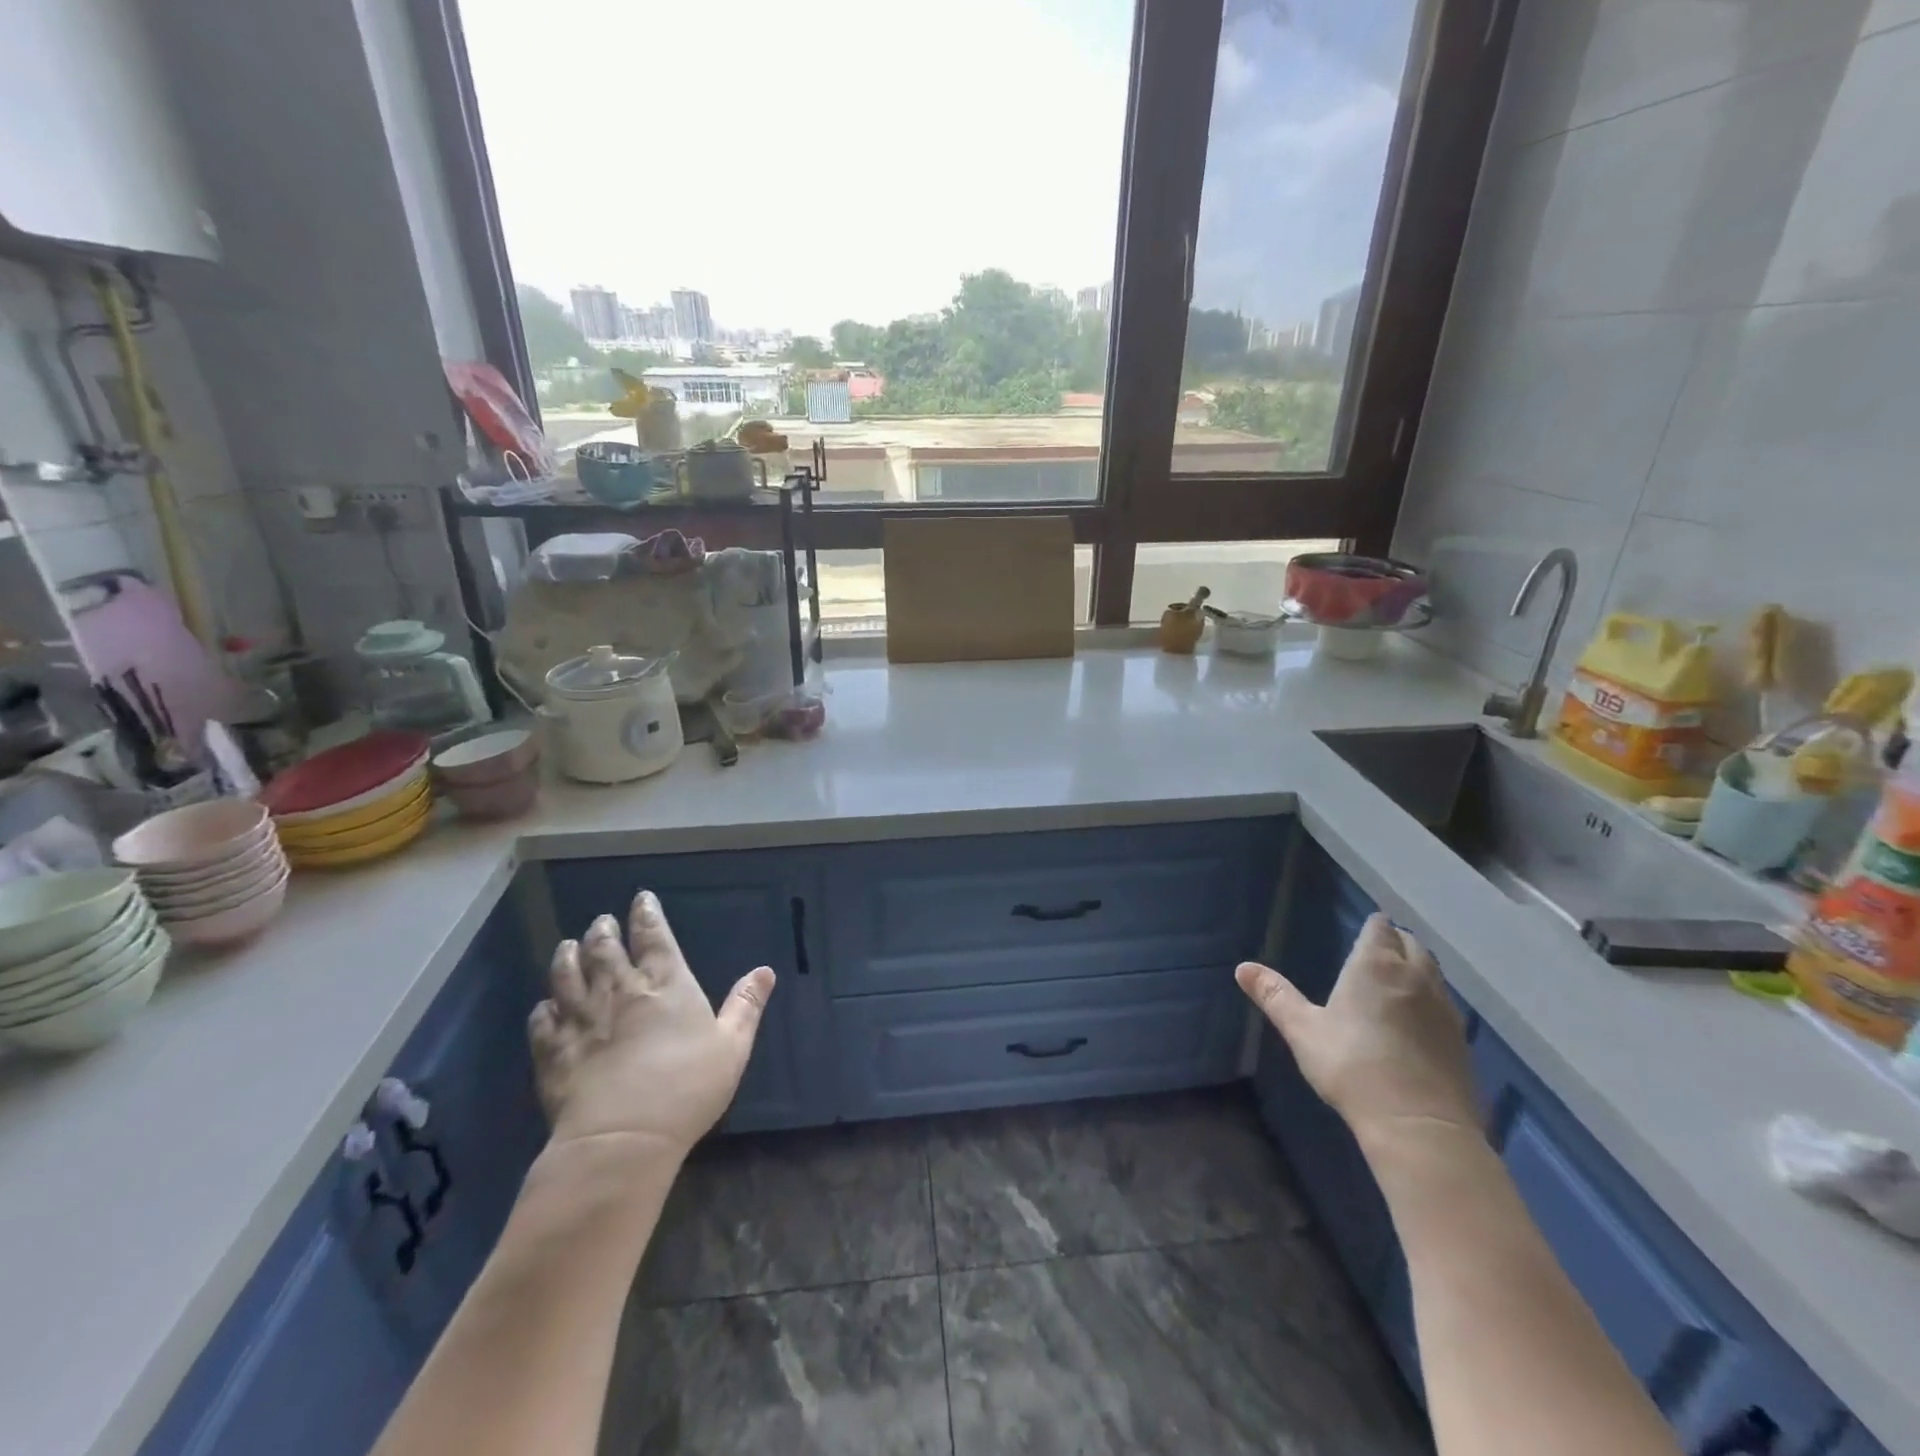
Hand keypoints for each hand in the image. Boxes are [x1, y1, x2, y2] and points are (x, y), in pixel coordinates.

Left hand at [528, 890, 774, 1160]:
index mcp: (665, 983)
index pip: (654, 936)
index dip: (647, 914)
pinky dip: (543, 1009)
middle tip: (601, 921)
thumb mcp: (733, 1045)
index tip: (641, 899)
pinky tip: (545, 1007)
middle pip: (605, 949)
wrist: (622, 1138)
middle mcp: (619, 990)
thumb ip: (746, 1005)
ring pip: (567, 976)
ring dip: (567, 957)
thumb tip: (765, 970)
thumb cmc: (687, 1087)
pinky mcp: (552, 1052)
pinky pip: (542, 1020)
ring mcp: (580, 1019)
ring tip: (567, 946)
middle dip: (603, 930)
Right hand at [1237, 912, 1478, 1147]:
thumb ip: (1275, 996)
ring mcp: (1444, 1009)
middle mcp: (1415, 977)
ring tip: (1395, 983)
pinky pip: (1445, 1004)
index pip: (1380, 928)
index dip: (1373, 926)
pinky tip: (1416, 1022)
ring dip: (1416, 969)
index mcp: (1375, 965)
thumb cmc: (1352, 1068)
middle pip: (1412, 944)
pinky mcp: (1462, 1040)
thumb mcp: (1303, 1031)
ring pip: (1433, 973)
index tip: (1364, 929)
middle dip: (1396, 942)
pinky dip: (1430, 1001)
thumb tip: (1242, 967)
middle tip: (1376, 953)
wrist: (1420, 1126)